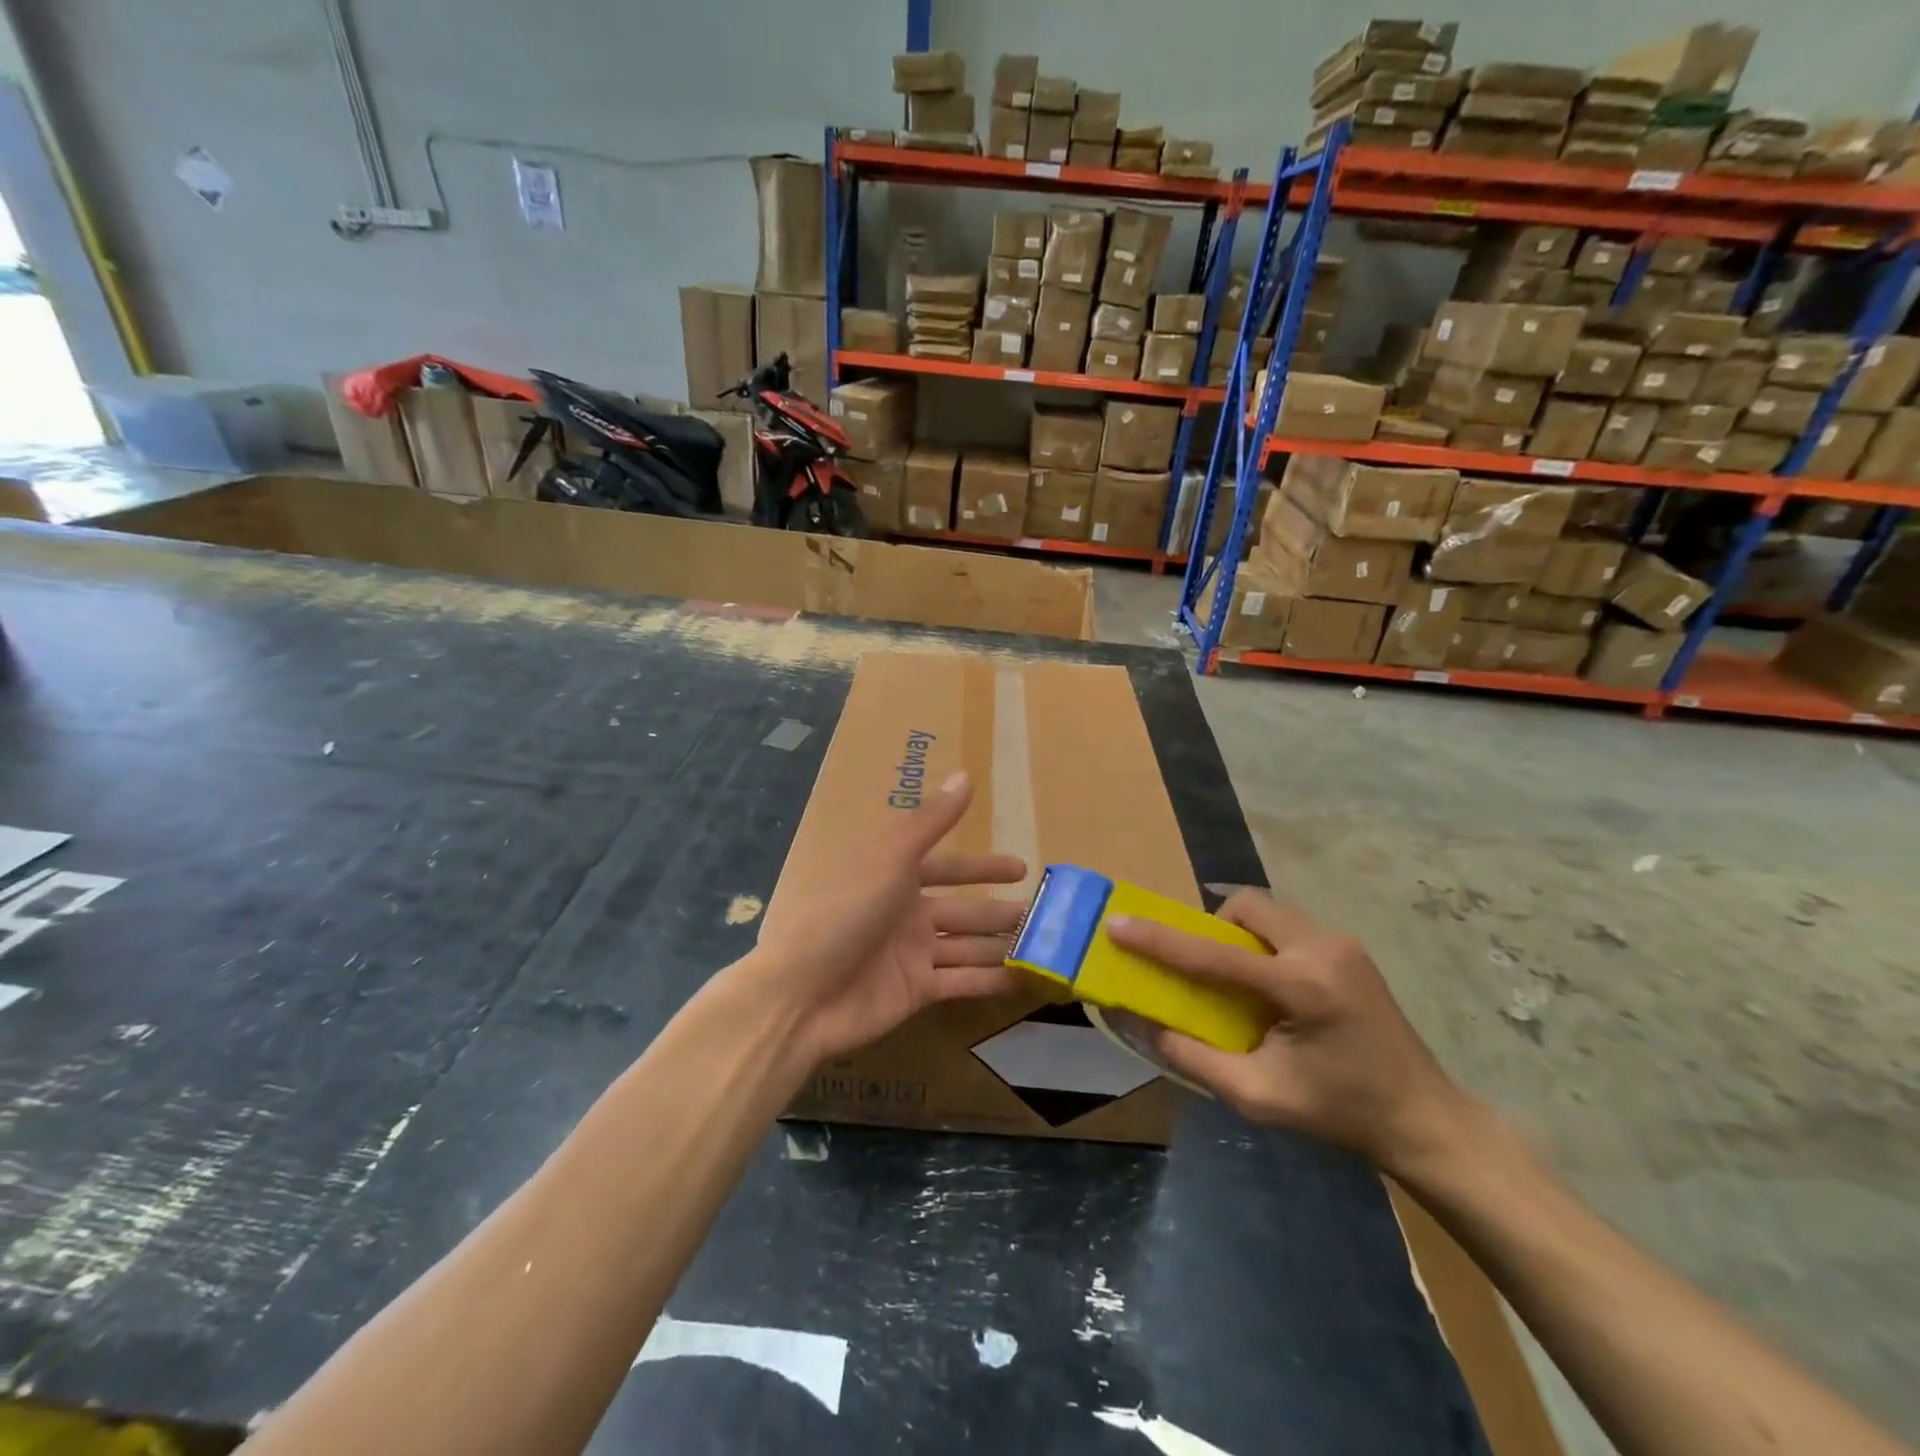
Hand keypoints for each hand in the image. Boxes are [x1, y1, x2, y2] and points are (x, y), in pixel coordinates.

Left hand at [751, 771, 1027, 1064]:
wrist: (800, 995)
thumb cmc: (842, 914)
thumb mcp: (888, 860)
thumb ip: (930, 822)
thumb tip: (965, 775)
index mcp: (893, 877)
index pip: (947, 867)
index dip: (982, 867)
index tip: (1021, 868)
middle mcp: (905, 913)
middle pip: (963, 909)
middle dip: (1000, 910)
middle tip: (1045, 914)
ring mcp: (910, 954)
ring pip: (967, 945)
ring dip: (1002, 944)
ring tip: (1046, 946)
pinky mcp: (915, 992)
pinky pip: (961, 981)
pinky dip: (990, 980)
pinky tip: (1025, 979)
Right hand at [1107, 892, 1470, 1174]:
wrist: (1425, 1120)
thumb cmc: (1340, 1113)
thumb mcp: (1258, 1096)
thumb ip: (1191, 1056)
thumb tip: (1138, 1023)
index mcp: (1303, 987)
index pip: (1214, 954)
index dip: (1160, 940)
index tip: (1118, 924)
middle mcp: (1324, 949)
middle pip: (1246, 905)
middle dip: (1210, 925)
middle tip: (1201, 967)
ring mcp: (1343, 943)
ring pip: (1268, 911)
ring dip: (1238, 934)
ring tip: (1236, 980)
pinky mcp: (1350, 949)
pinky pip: (1287, 926)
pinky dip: (1262, 943)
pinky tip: (1270, 987)